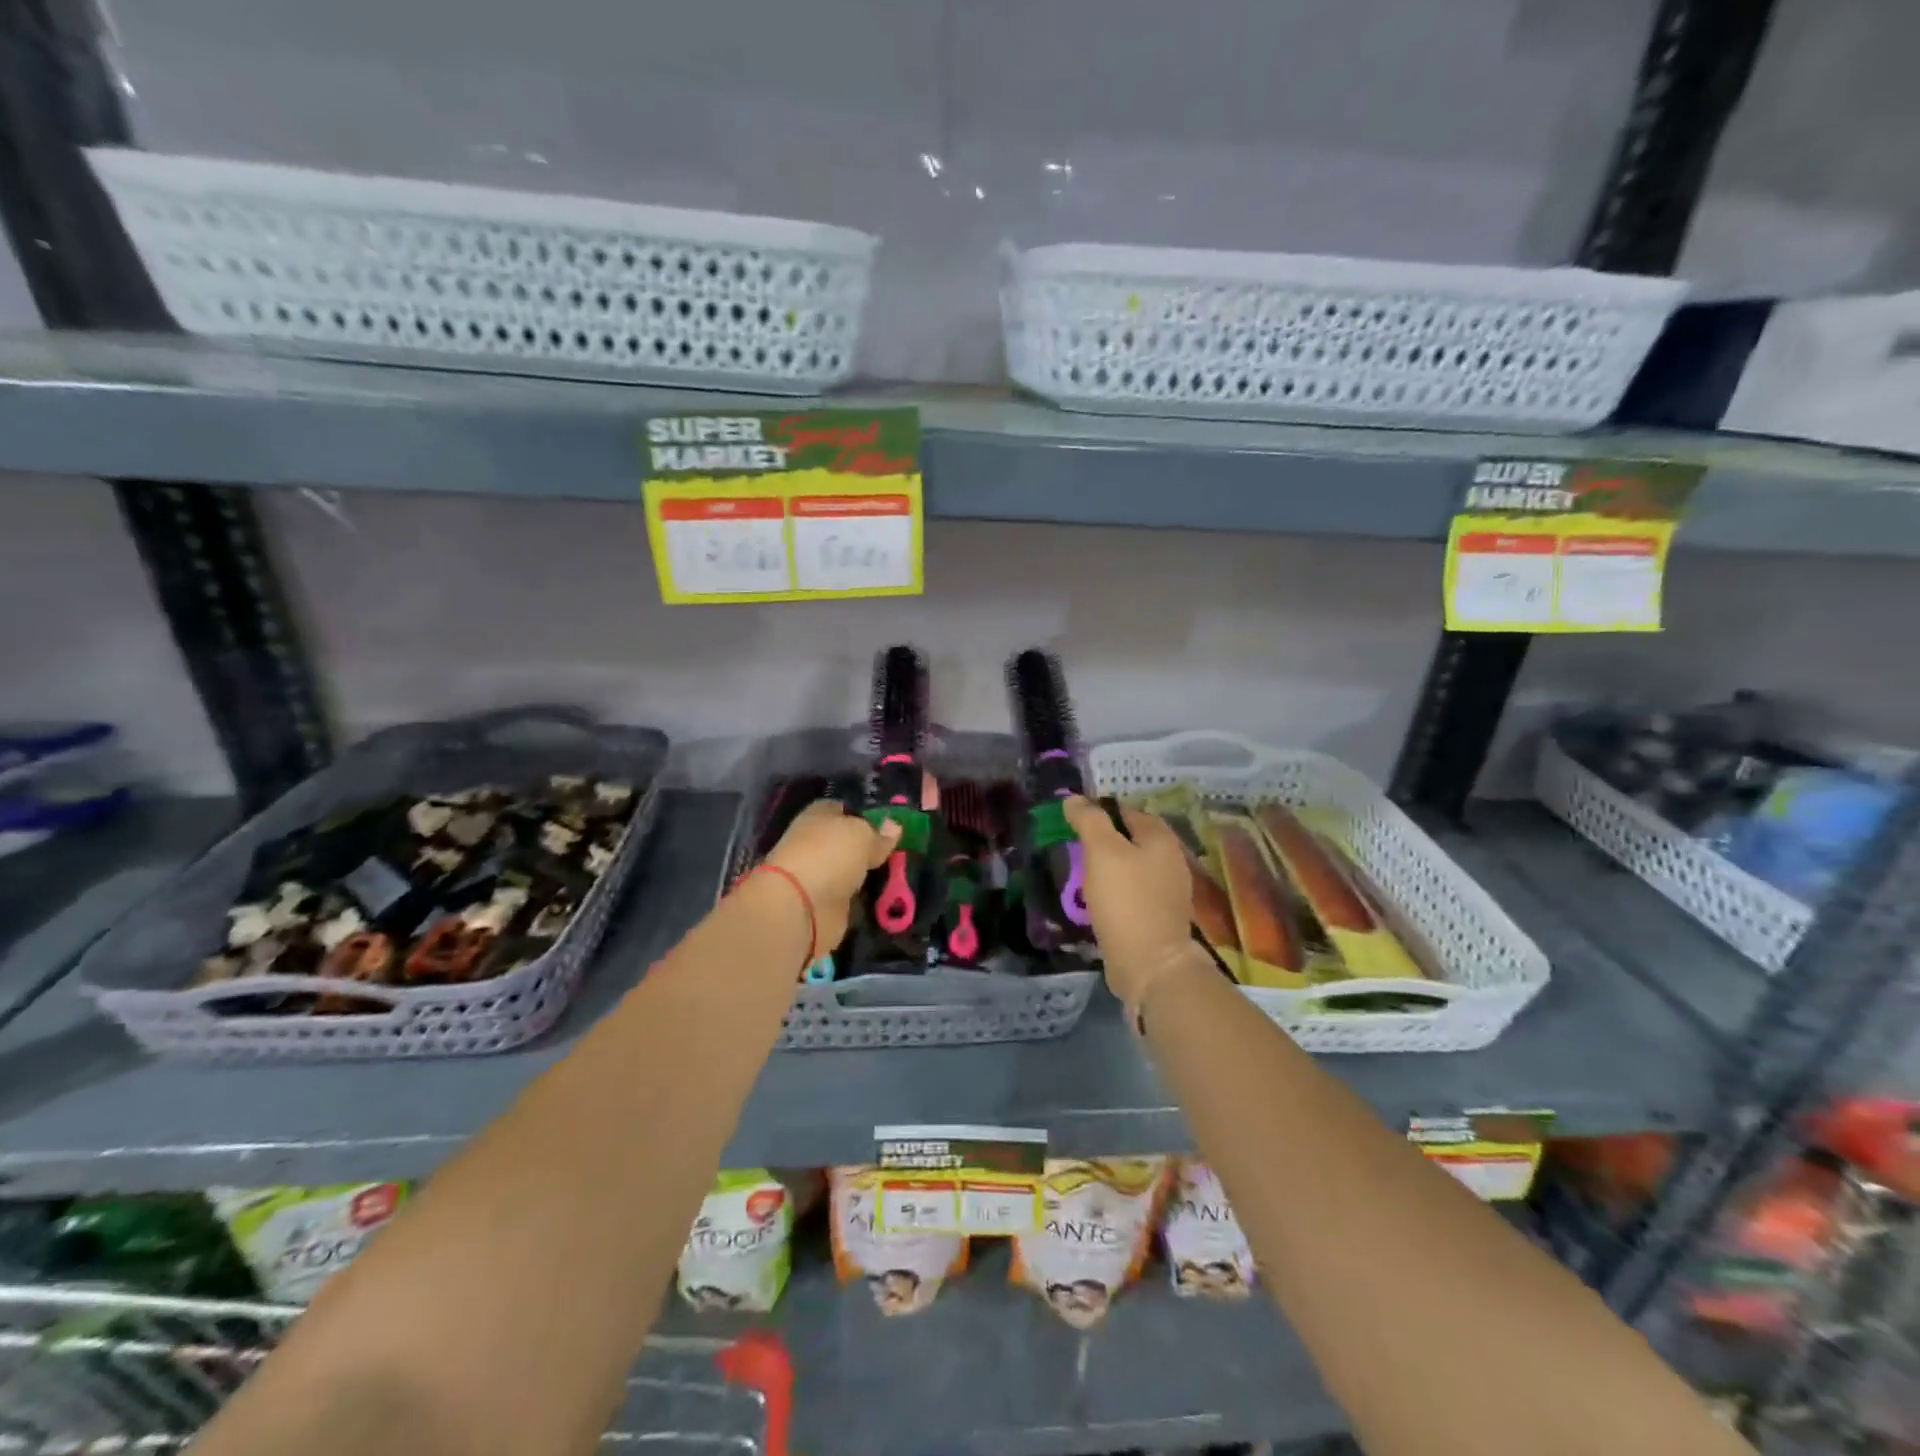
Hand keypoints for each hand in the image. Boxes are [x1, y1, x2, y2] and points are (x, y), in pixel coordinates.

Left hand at [765, 800, 902, 952]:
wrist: (801, 907)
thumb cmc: (829, 855)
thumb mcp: (862, 835)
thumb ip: (879, 834)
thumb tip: (894, 826)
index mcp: (817, 817)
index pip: (841, 809)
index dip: (863, 814)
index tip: (888, 824)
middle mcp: (815, 845)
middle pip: (847, 843)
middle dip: (869, 847)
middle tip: (900, 851)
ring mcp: (819, 877)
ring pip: (850, 871)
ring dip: (867, 875)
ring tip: (899, 875)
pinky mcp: (825, 905)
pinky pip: (851, 898)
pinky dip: (864, 899)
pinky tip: (886, 898)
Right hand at [1061, 796, 1197, 1009]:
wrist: (1149, 964)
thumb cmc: (1125, 900)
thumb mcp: (1102, 851)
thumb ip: (1089, 820)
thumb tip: (1074, 798)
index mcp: (1161, 837)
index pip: (1126, 810)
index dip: (1098, 811)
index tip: (1071, 822)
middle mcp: (1171, 859)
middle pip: (1131, 838)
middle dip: (1103, 840)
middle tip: (1073, 847)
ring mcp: (1168, 889)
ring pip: (1131, 866)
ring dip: (1108, 867)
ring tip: (1080, 873)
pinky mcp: (1159, 915)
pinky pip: (1132, 891)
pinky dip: (1115, 890)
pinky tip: (1097, 899)